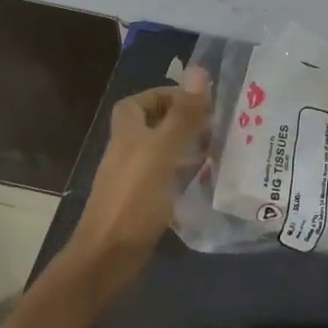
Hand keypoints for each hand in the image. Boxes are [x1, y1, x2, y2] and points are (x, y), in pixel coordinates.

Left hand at [64, 72, 210, 296]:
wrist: (108, 258)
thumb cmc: (134, 199)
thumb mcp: (162, 151)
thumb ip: (183, 114)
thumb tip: (199, 69)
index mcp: (127, 133)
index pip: (141, 101)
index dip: (167, 96)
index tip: (199, 102)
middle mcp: (127, 152)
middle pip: (153, 127)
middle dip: (183, 123)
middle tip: (216, 127)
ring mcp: (133, 181)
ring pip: (162, 155)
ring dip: (187, 150)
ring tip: (219, 152)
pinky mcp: (142, 206)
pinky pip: (166, 182)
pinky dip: (185, 179)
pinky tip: (207, 185)